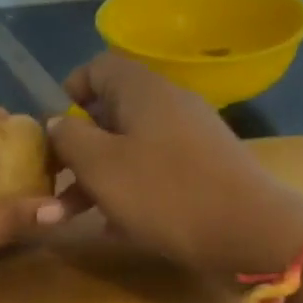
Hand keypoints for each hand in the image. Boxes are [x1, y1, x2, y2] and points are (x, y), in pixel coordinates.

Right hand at [49, 54, 302, 276]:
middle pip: (110, 114)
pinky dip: (128, 194)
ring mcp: (190, 139)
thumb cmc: (164, 192)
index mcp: (143, 90)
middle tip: (53, 185)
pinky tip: (112, 229)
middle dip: (75, 151)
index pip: (98, 67)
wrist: (250, 234)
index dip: (70, 92)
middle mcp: (168, 105)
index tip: (52, 129)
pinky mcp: (203, 172)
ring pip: (128, 150)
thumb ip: (69, 138)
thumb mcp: (100, 165)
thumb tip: (57, 123)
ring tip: (67, 218)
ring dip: (94, 180)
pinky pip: (153, 174)